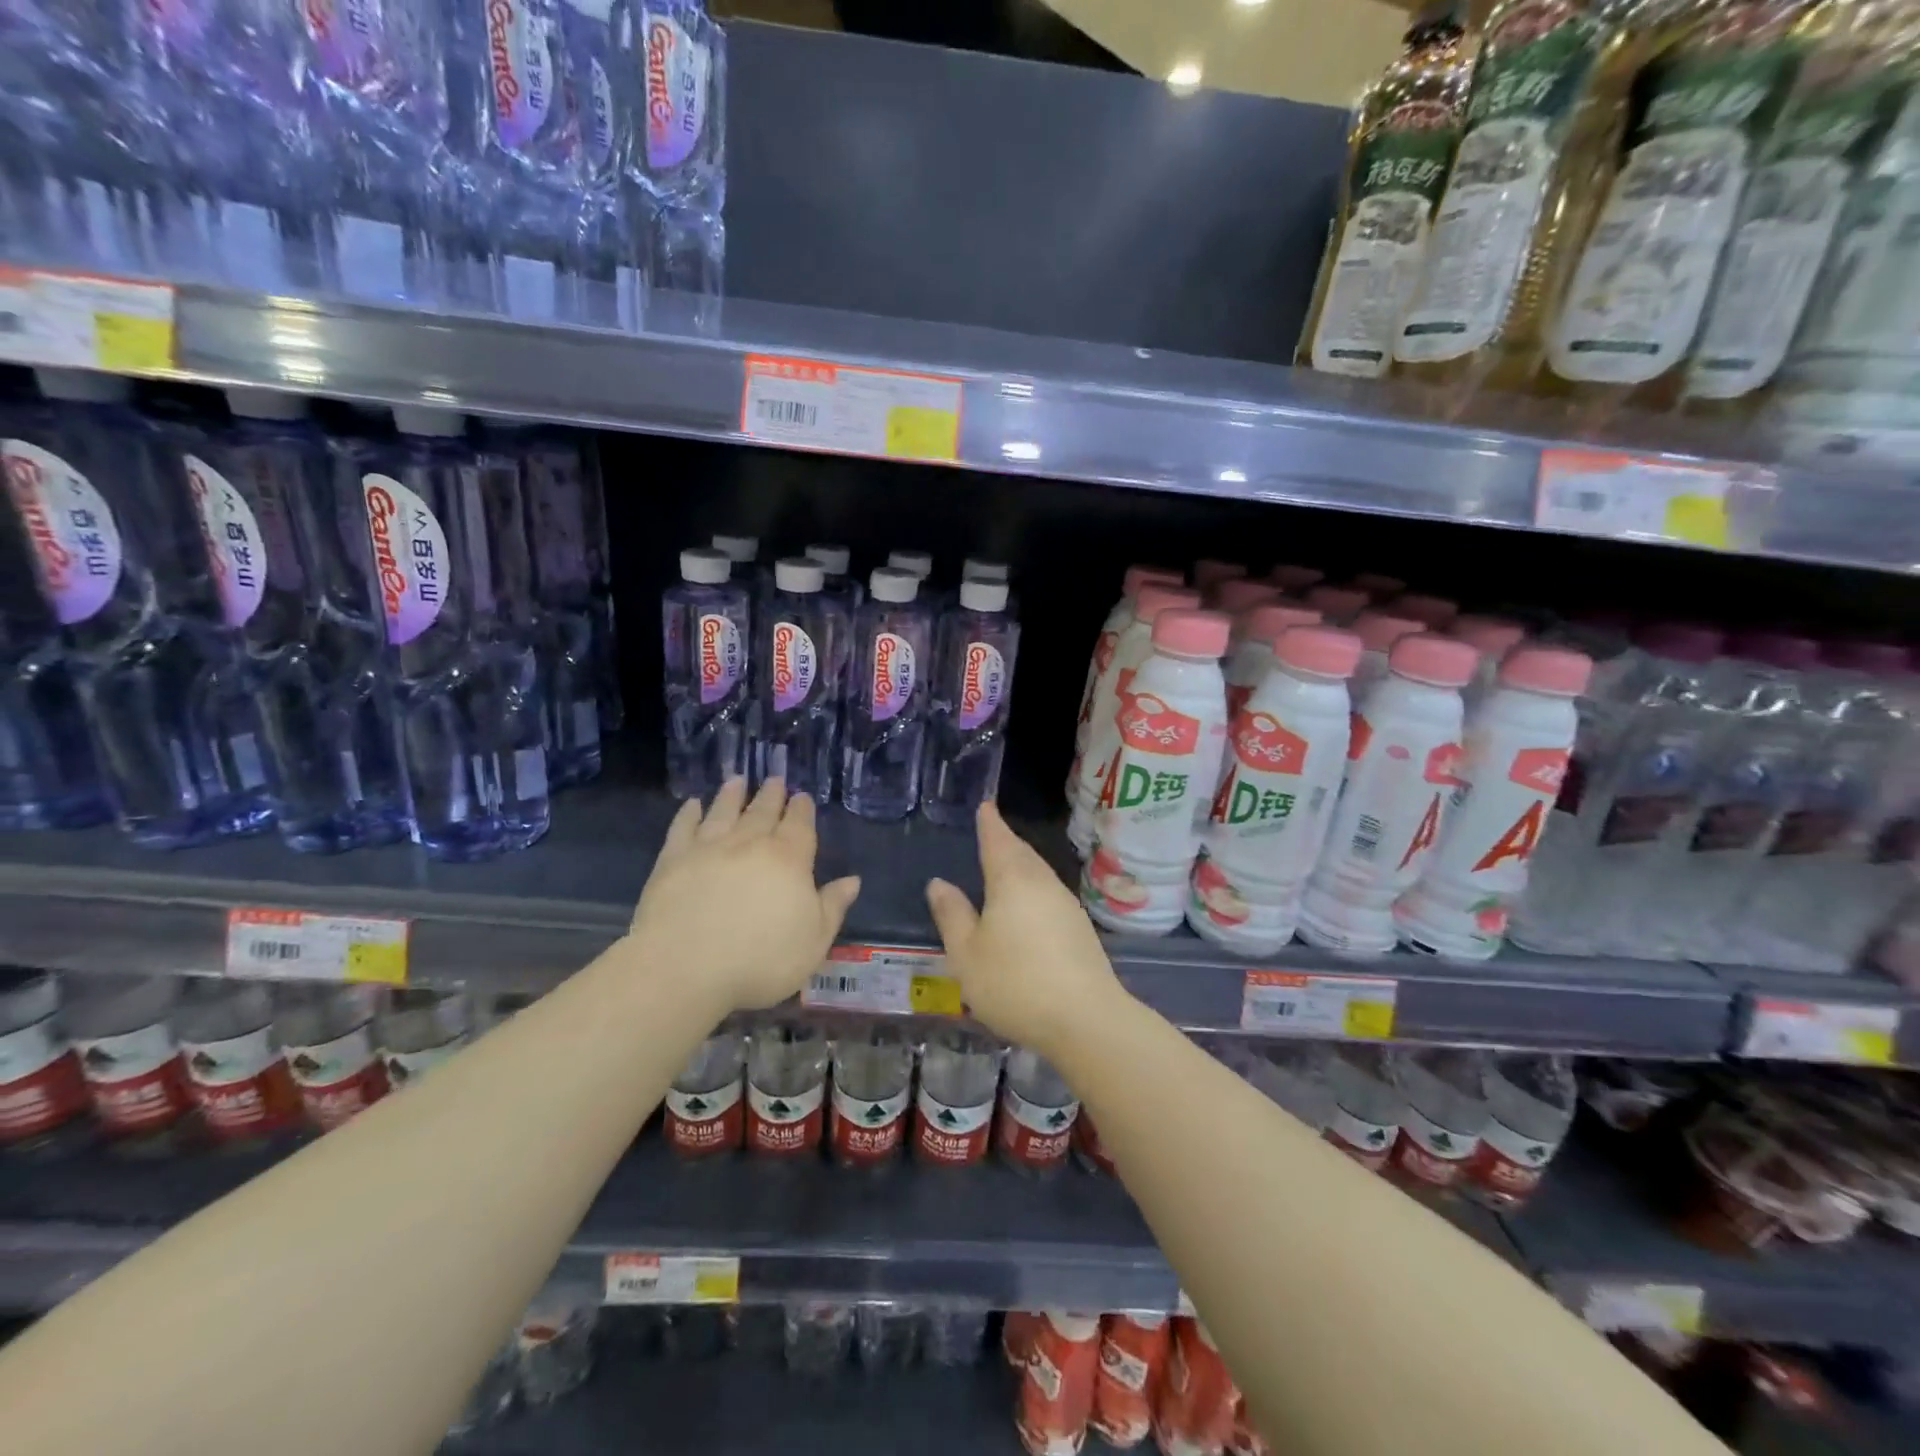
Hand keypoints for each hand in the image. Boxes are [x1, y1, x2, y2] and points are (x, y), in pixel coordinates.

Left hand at [632, 778, 860, 1011]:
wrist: (685, 968)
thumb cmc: (760, 961)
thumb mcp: (814, 942)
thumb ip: (832, 907)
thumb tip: (852, 879)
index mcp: (789, 860)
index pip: (799, 825)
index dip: (802, 810)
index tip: (802, 796)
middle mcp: (750, 843)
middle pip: (763, 812)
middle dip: (771, 795)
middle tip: (775, 780)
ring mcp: (708, 848)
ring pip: (724, 811)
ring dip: (732, 795)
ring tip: (737, 780)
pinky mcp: (672, 859)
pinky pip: (683, 828)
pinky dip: (689, 814)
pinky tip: (693, 805)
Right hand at [925, 802, 1125, 1057]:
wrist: (1086, 1020)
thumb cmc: (1016, 982)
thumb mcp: (967, 954)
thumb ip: (952, 915)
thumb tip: (939, 883)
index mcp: (1013, 880)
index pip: (998, 840)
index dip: (989, 823)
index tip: (985, 806)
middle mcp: (1043, 883)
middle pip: (1022, 853)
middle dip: (1005, 842)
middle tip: (991, 832)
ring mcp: (1067, 906)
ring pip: (1038, 874)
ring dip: (1021, 865)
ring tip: (1004, 865)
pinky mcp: (1080, 929)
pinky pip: (1049, 894)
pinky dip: (1033, 889)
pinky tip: (1026, 906)